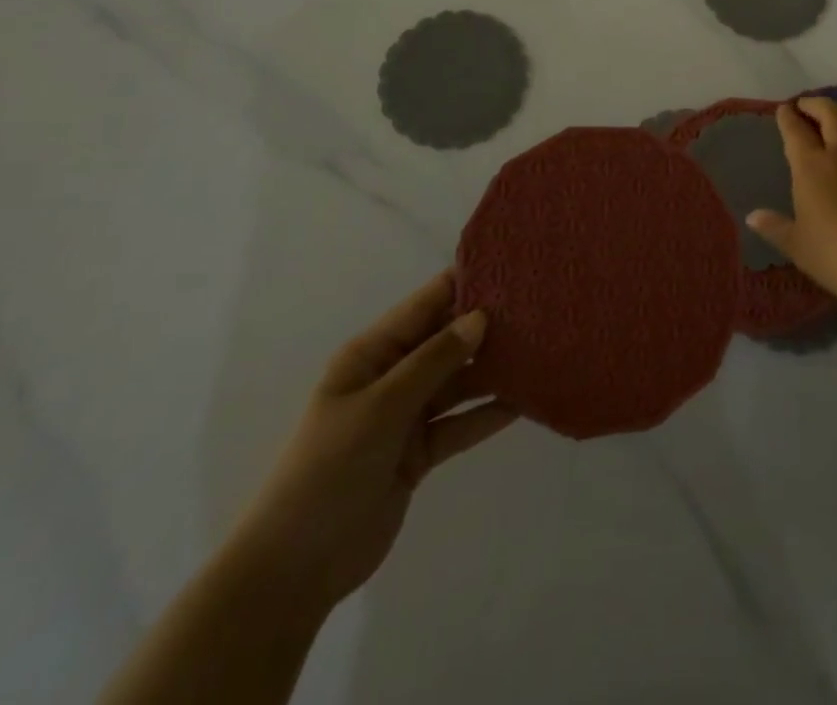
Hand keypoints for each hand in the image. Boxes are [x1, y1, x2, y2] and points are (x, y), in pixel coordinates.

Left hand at [223, 273, 515, 616]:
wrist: (295, 569)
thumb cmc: (329, 469)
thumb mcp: (381, 407)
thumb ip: (433, 361)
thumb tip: (479, 316)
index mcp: (372, 354)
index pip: (425, 305)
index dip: (464, 283)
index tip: (511, 267)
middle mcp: (392, 376)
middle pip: (447, 341)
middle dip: (487, 326)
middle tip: (540, 309)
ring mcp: (406, 416)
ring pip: (458, 382)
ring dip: (493, 371)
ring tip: (541, 351)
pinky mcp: (418, 452)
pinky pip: (460, 423)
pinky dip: (487, 414)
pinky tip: (525, 402)